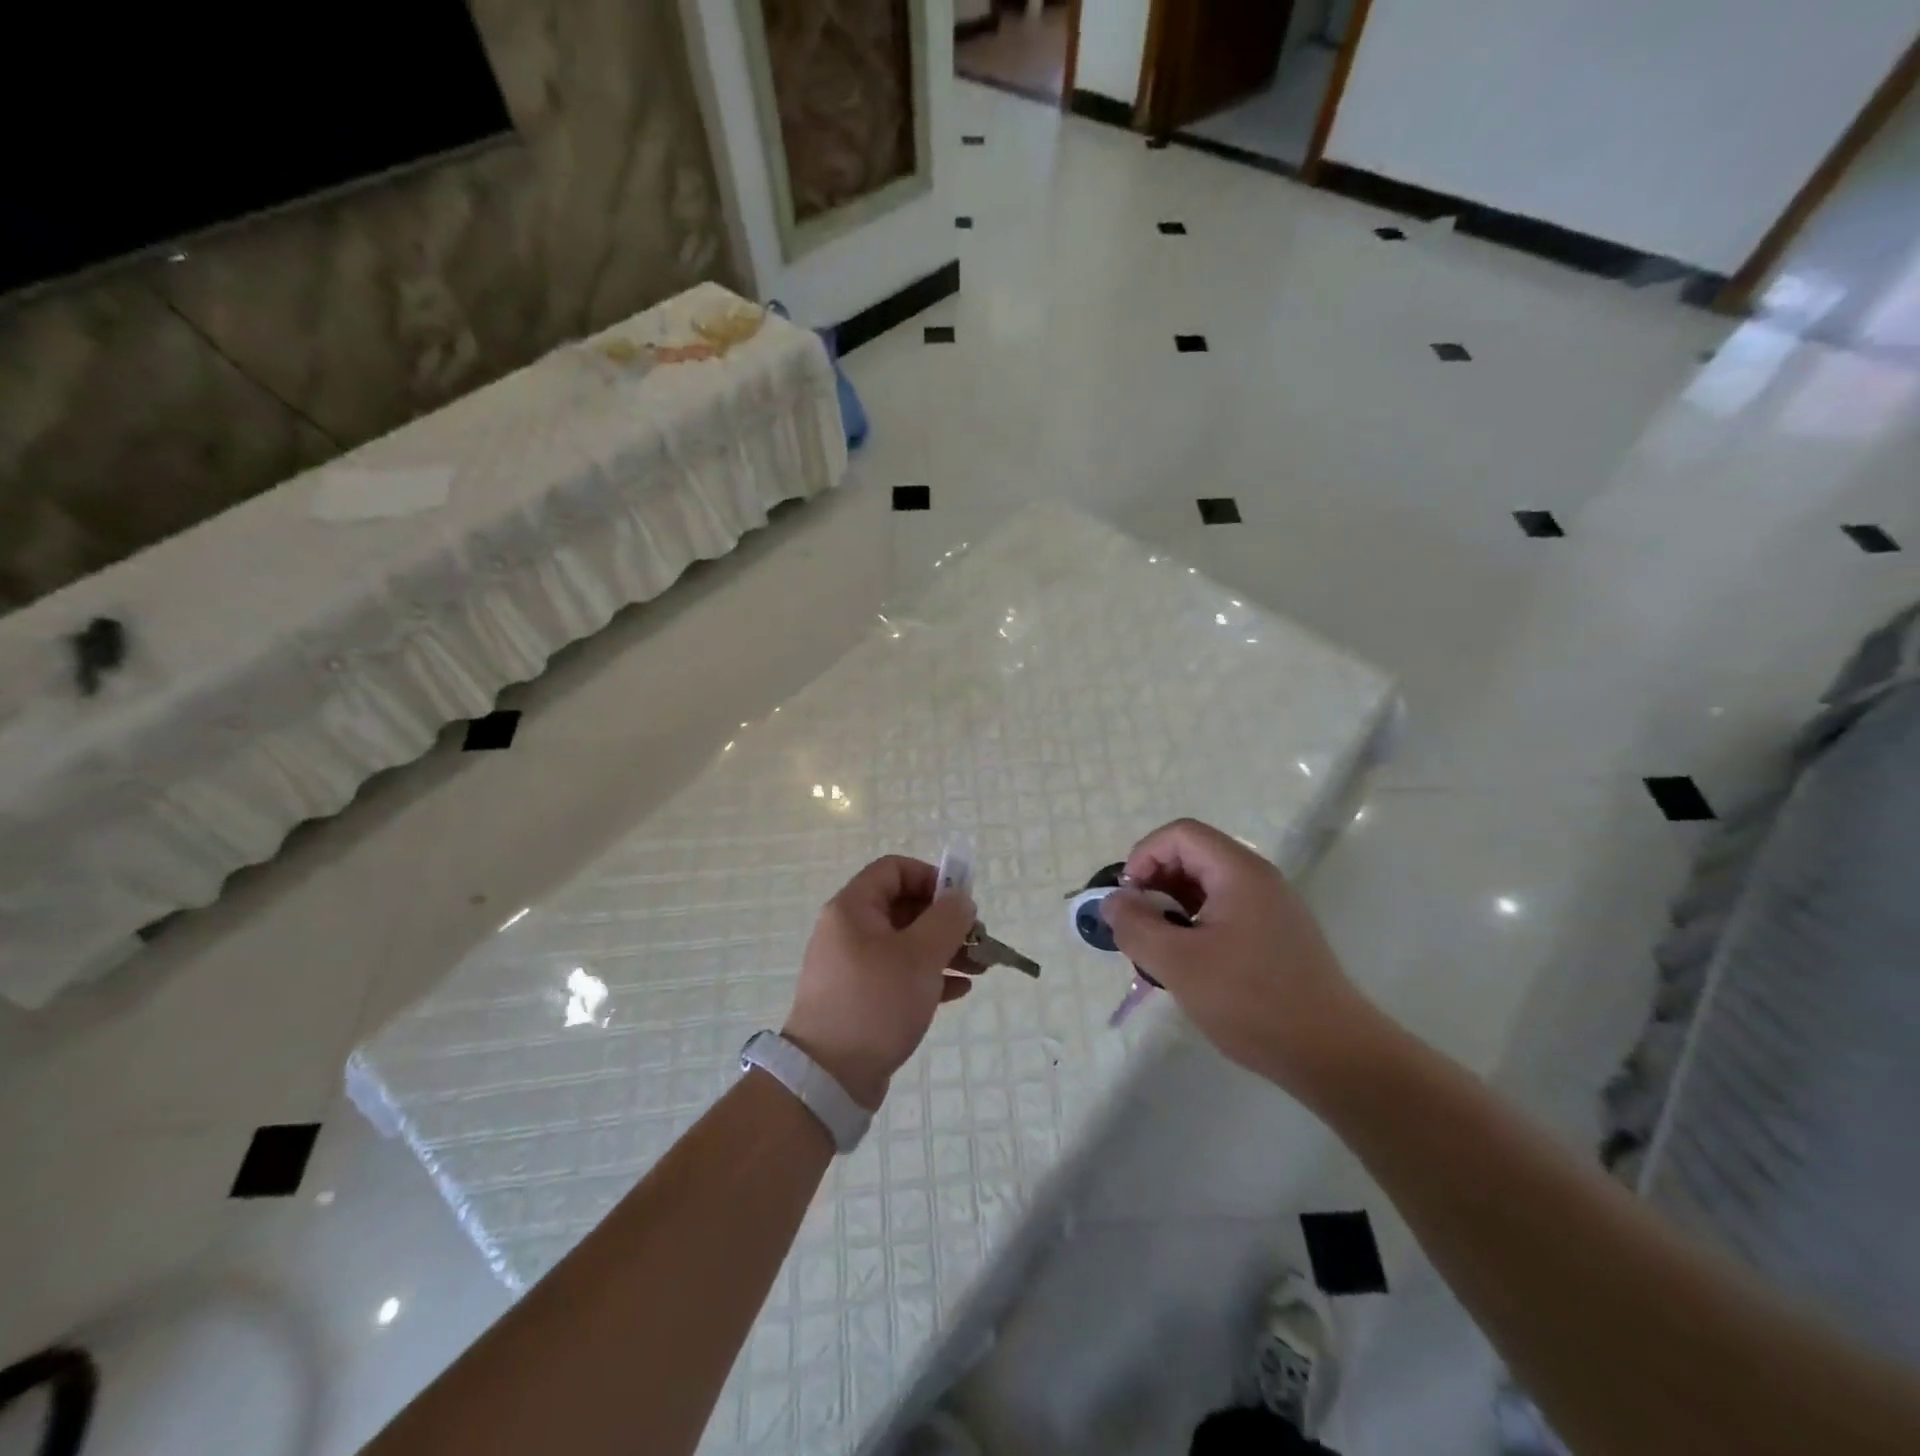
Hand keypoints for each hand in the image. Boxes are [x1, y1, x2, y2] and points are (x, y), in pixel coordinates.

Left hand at [782, 856, 978, 1109]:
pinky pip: (899, 974)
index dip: (931, 877)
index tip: (960, 903)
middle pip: (903, 907)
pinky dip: (928, 976)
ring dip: (943, 950)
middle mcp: (848, 930)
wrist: (829, 1077)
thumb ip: (947, 919)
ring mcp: (852, 966)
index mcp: (853, 908)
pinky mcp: (860, 997)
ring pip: (905, 943)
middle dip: (945, 920)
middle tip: (978, 939)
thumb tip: (960, 899)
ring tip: (980, 968)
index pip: (894, 869)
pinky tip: (958, 991)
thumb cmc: (876, 1002)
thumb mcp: (920, 955)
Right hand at [1099, 818, 1381, 1098]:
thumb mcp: (1178, 964)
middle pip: (1193, 856)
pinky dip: (1195, 924)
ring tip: (1156, 948)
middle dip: (1155, 883)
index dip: (1144, 856)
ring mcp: (1270, 907)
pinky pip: (1224, 911)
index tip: (1128, 899)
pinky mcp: (1275, 935)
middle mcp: (1257, 879)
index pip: (1180, 834)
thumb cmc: (1251, 1001)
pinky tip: (1187, 964)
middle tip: (1137, 925)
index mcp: (1238, 872)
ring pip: (1206, 886)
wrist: (1334, 1055)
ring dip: (1172, 907)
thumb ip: (1136, 926)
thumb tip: (1112, 902)